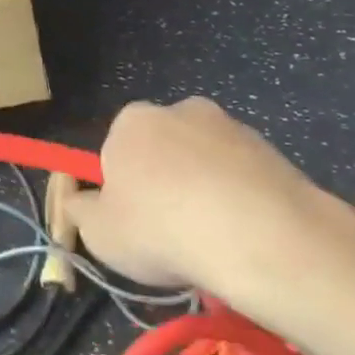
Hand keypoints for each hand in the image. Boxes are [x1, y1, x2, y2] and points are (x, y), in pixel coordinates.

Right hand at [66, 98, 354, 320]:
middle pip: (163, 150)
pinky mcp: (273, 151)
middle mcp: (179, 109)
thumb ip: (80, 210)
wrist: (262, 239)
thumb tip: (80, 202)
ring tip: (216, 244)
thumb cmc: (162, 230)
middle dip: (166, 185)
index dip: (122, 190)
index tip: (134, 225)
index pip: (115, 151)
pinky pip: (245, 178)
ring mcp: (230, 126)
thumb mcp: (98, 233)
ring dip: (206, 192)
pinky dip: (243, 201)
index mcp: (131, 120)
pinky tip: (248, 239)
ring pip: (206, 163)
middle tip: (173, 236)